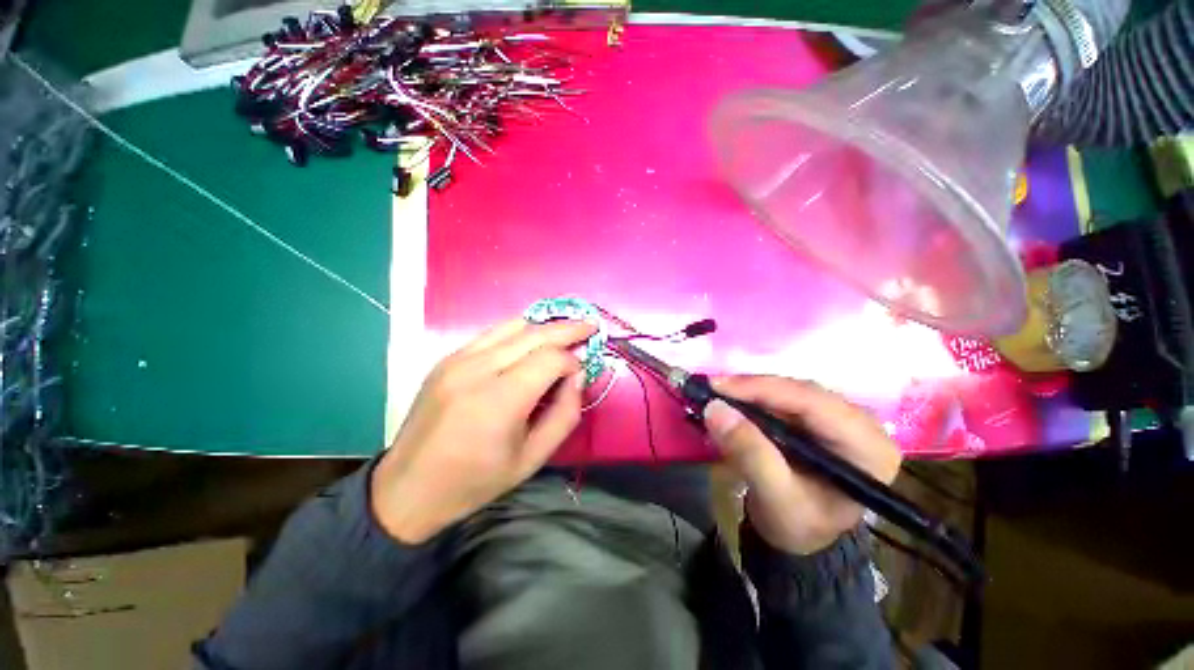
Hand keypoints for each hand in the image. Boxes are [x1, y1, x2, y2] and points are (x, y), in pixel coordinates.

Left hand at [371, 318, 595, 542]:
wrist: (408, 488)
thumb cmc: (476, 480)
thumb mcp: (533, 458)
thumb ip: (565, 414)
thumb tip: (577, 376)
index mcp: (499, 401)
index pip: (549, 359)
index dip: (572, 360)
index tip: (580, 372)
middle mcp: (477, 370)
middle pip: (534, 334)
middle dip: (567, 329)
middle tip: (589, 325)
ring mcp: (457, 360)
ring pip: (512, 326)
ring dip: (544, 326)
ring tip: (565, 330)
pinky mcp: (447, 359)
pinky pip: (492, 334)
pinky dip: (519, 332)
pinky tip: (531, 340)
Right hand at [703, 376, 901, 554]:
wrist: (801, 537)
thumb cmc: (799, 525)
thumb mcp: (775, 497)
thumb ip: (750, 454)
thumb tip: (716, 409)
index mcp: (867, 447)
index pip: (814, 403)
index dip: (762, 389)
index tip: (717, 386)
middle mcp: (861, 424)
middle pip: (801, 391)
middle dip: (753, 388)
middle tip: (711, 388)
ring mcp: (839, 417)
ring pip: (789, 390)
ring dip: (750, 391)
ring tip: (717, 394)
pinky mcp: (818, 417)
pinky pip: (782, 397)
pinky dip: (753, 398)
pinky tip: (732, 400)